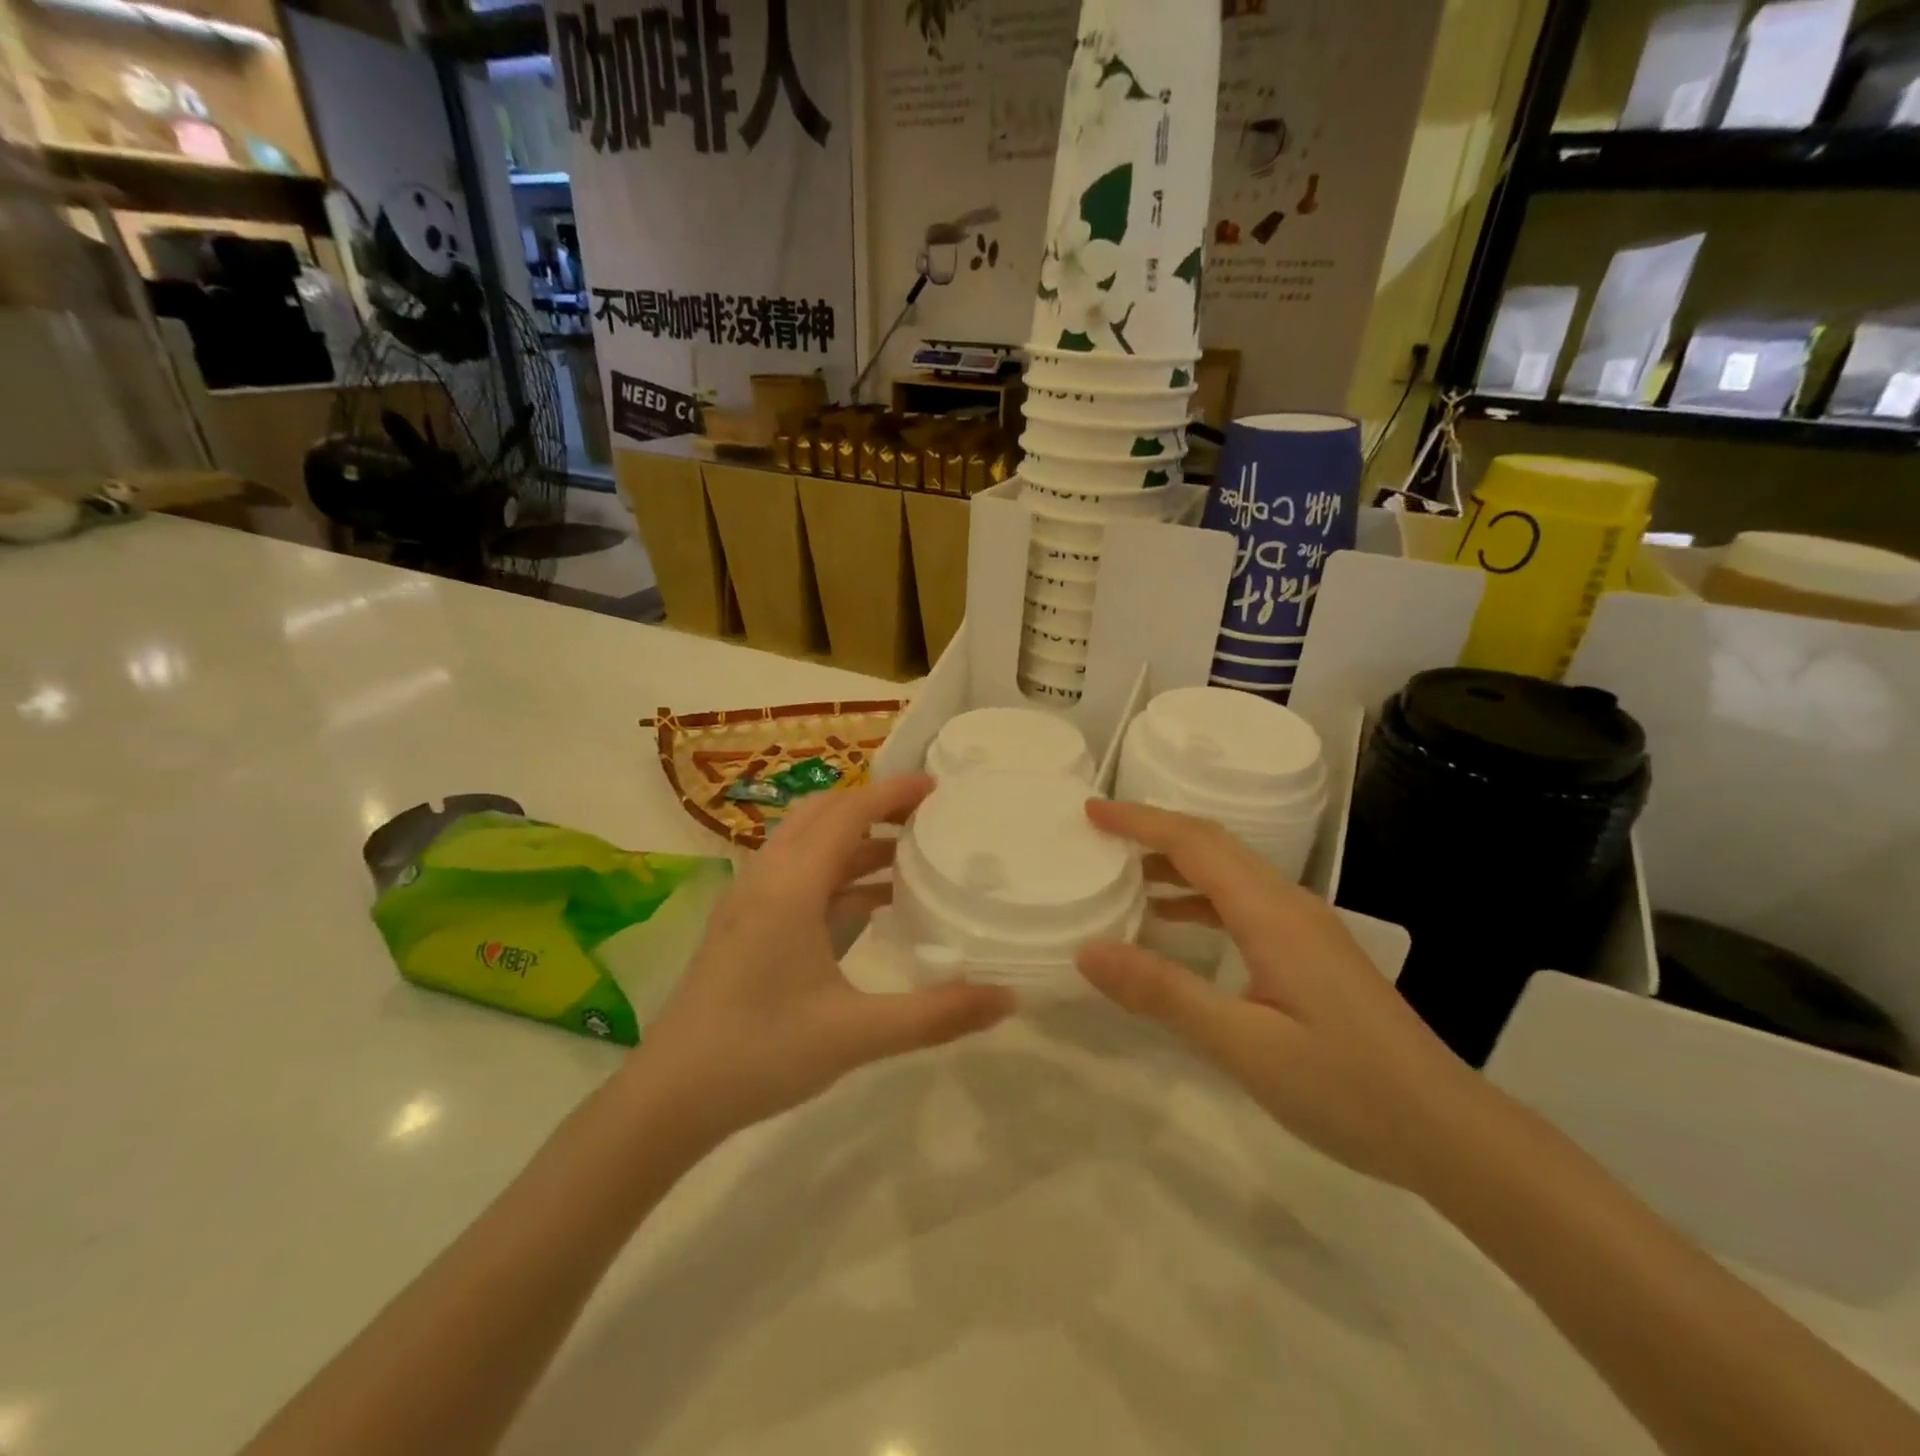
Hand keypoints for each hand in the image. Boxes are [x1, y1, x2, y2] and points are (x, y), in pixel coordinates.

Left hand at [631, 774, 1014, 1143]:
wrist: (670, 1097)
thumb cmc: (761, 1053)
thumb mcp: (857, 1034)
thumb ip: (936, 1014)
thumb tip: (1008, 996)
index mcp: (790, 885)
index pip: (848, 813)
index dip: (893, 792)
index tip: (937, 786)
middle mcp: (767, 877)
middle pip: (823, 814)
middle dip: (874, 805)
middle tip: (926, 815)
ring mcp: (750, 900)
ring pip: (807, 844)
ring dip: (855, 840)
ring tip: (909, 856)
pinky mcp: (745, 924)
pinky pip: (797, 876)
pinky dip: (836, 873)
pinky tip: (871, 905)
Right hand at [1076, 800, 1487, 1190]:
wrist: (1448, 1131)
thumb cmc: (1346, 1088)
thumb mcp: (1243, 1046)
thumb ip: (1164, 993)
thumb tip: (1088, 950)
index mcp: (1272, 914)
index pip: (1195, 844)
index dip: (1140, 821)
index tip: (1090, 811)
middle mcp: (1289, 905)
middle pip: (1213, 846)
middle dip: (1152, 831)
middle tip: (1097, 834)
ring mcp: (1304, 927)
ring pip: (1229, 873)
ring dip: (1174, 864)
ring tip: (1122, 876)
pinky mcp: (1310, 952)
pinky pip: (1242, 903)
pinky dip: (1198, 899)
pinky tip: (1174, 924)